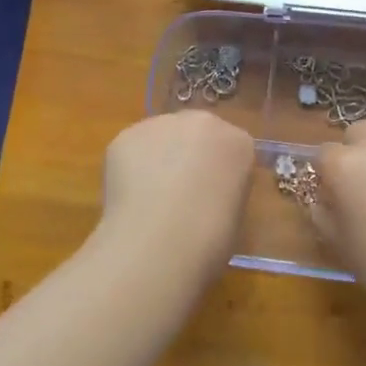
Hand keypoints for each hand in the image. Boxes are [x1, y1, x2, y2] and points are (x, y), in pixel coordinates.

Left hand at [98, 112, 254, 277]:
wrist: (158, 242)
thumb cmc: (209, 239)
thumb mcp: (234, 216)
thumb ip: (223, 190)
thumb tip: (206, 193)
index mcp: (238, 143)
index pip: (233, 149)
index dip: (221, 173)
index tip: (213, 197)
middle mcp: (202, 122)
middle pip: (197, 133)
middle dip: (190, 155)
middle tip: (180, 193)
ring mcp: (162, 124)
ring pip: (162, 137)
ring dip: (159, 158)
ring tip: (150, 198)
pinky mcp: (127, 136)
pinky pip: (133, 149)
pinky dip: (130, 168)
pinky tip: (129, 198)